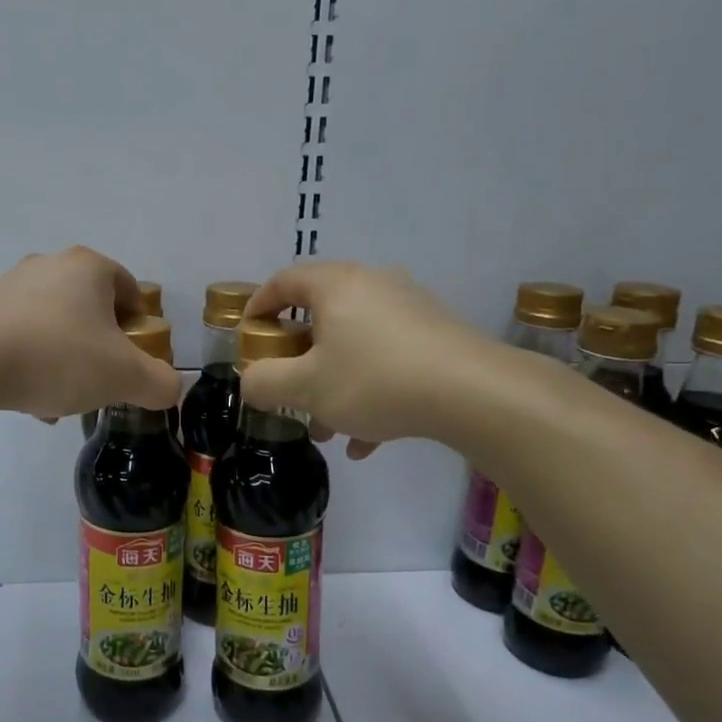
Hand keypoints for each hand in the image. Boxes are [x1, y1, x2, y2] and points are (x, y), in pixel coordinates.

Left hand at [0, 248, 181, 420]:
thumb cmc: (58, 357)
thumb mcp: (125, 377)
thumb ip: (161, 384)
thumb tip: (170, 388)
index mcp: (89, 266)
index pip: (131, 291)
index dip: (140, 329)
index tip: (133, 362)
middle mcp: (50, 265)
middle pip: (92, 310)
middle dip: (101, 349)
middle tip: (100, 382)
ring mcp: (11, 284)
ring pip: (57, 326)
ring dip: (66, 360)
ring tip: (61, 399)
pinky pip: (22, 336)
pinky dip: (33, 363)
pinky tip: (30, 398)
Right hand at [240, 261, 485, 453]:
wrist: (473, 392)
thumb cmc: (375, 379)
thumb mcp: (306, 387)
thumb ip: (265, 383)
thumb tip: (250, 381)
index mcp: (336, 285)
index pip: (284, 281)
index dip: (258, 306)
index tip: (249, 337)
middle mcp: (373, 285)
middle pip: (320, 317)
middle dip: (298, 362)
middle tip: (288, 392)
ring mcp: (409, 309)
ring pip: (355, 345)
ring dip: (334, 384)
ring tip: (328, 430)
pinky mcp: (435, 335)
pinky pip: (388, 359)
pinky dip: (370, 391)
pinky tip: (366, 440)